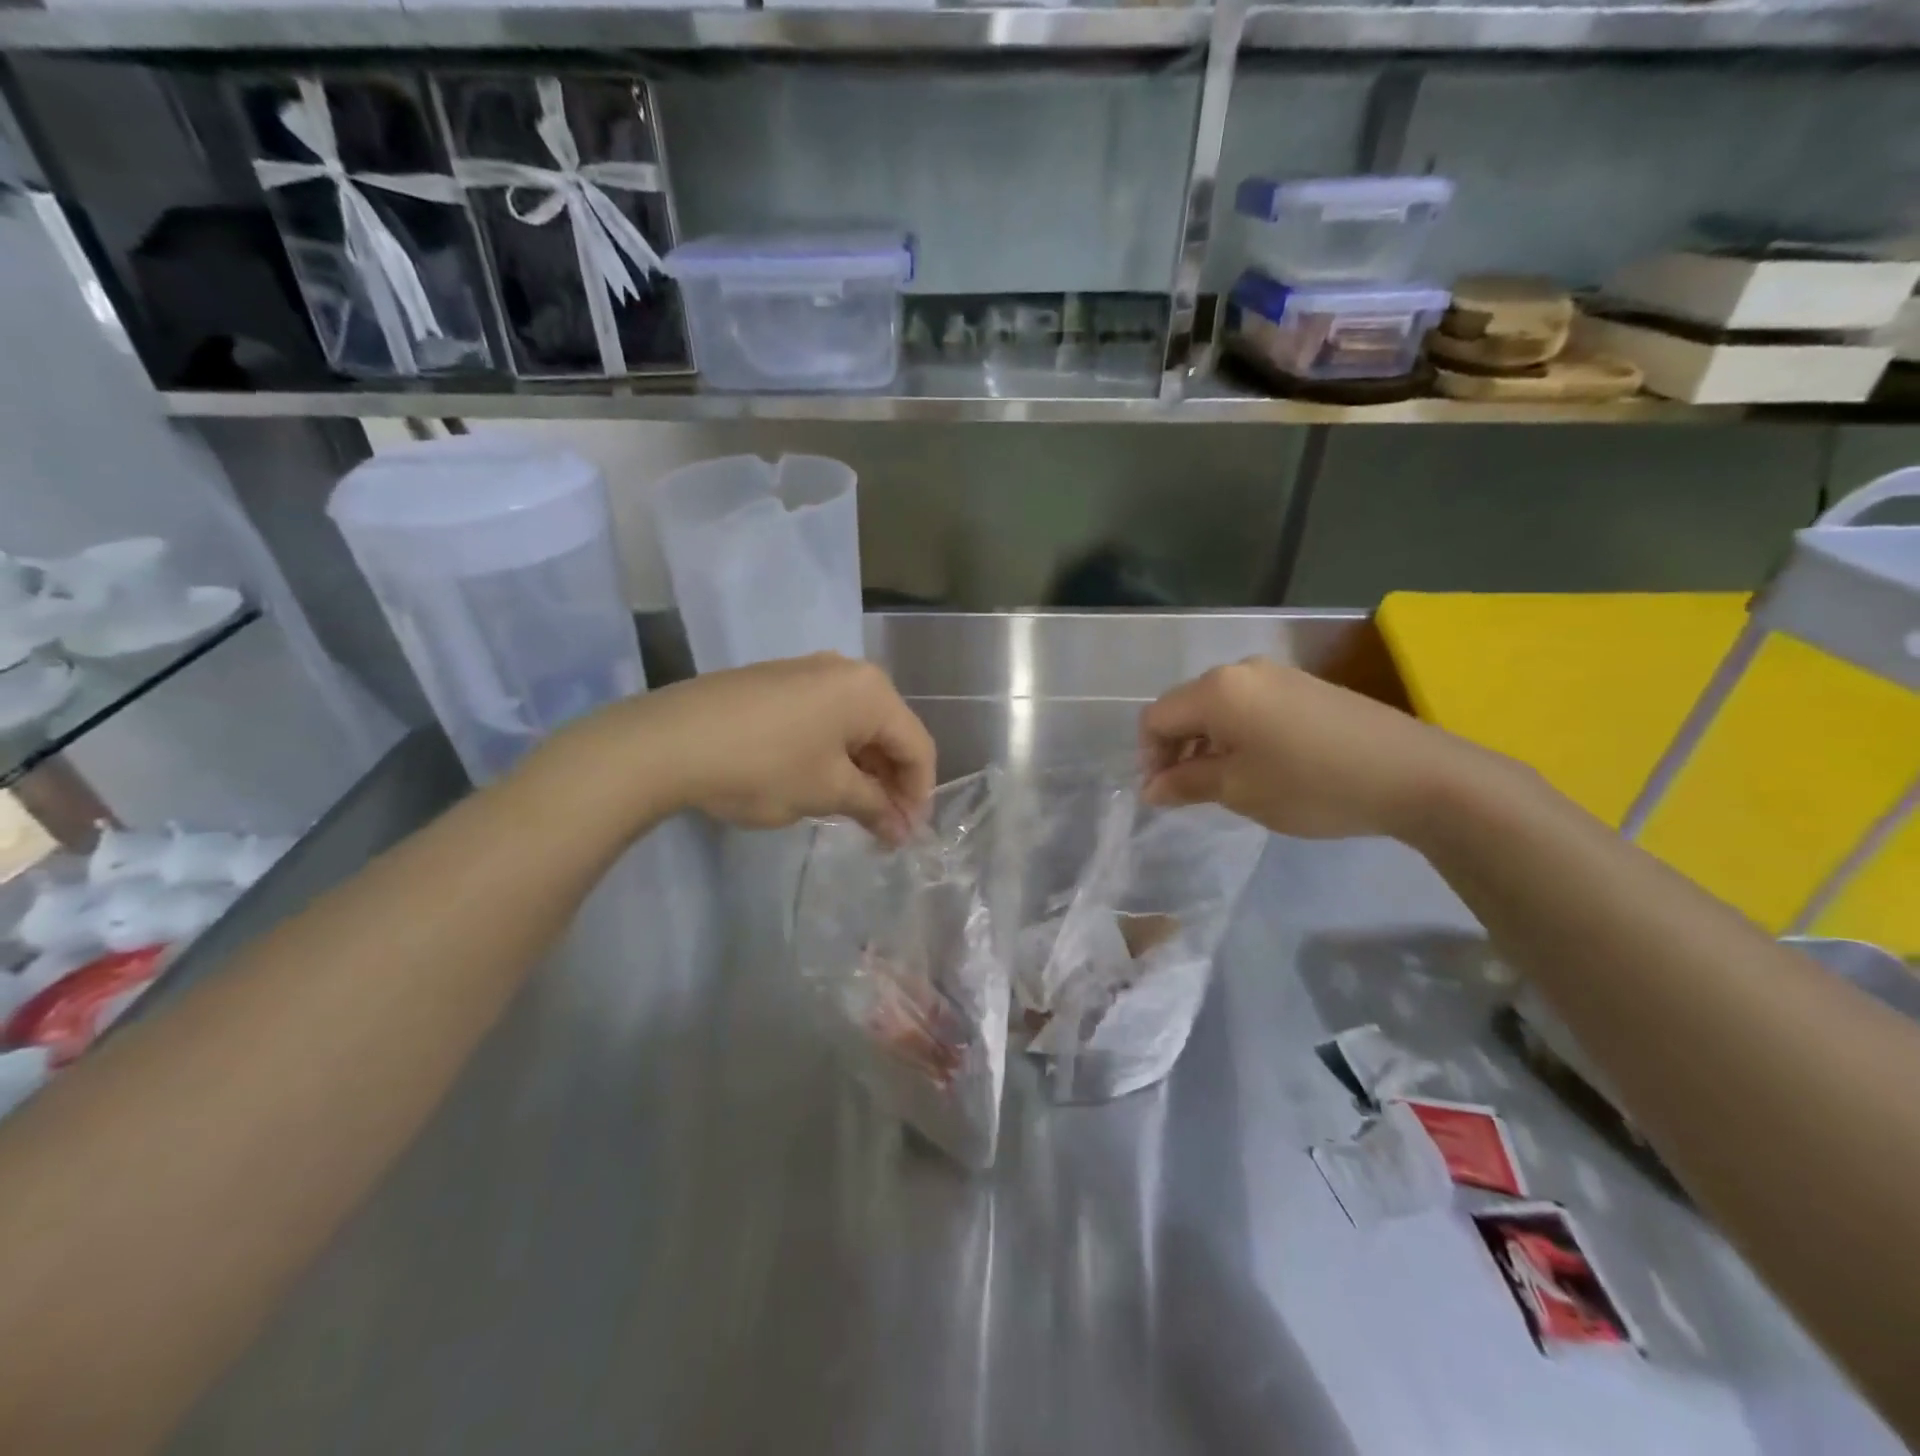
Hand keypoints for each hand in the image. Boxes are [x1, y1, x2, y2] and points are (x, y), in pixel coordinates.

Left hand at [621, 654, 934, 843]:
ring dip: (863, 769)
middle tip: (884, 827)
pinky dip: (834, 752)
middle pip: (888, 731)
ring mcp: (808, 672)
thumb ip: (874, 807)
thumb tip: (902, 830)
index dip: (919, 793)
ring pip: (855, 725)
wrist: (668, 741)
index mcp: (871, 690)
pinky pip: (825, 717)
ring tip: (854, 810)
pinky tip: (820, 781)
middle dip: (891, 782)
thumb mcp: (826, 791)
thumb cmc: (764, 766)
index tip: (909, 834)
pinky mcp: (777, 682)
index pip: (917, 745)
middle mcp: (846, 671)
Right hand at [1139, 658, 1465, 839]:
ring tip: (1225, 783)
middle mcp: (1242, 670)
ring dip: (1208, 743)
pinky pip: (1250, 706)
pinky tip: (1261, 765)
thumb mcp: (1239, 790)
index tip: (1163, 795)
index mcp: (1217, 690)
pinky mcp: (1306, 686)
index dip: (1149, 757)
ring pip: (1219, 707)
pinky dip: (1238, 734)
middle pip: (1186, 707)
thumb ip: (1186, 784)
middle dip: (1177, 749)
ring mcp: (1278, 675)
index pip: (1157, 718)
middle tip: (1189, 792)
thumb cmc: (1311, 784)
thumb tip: (1151, 788)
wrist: (1415, 774)